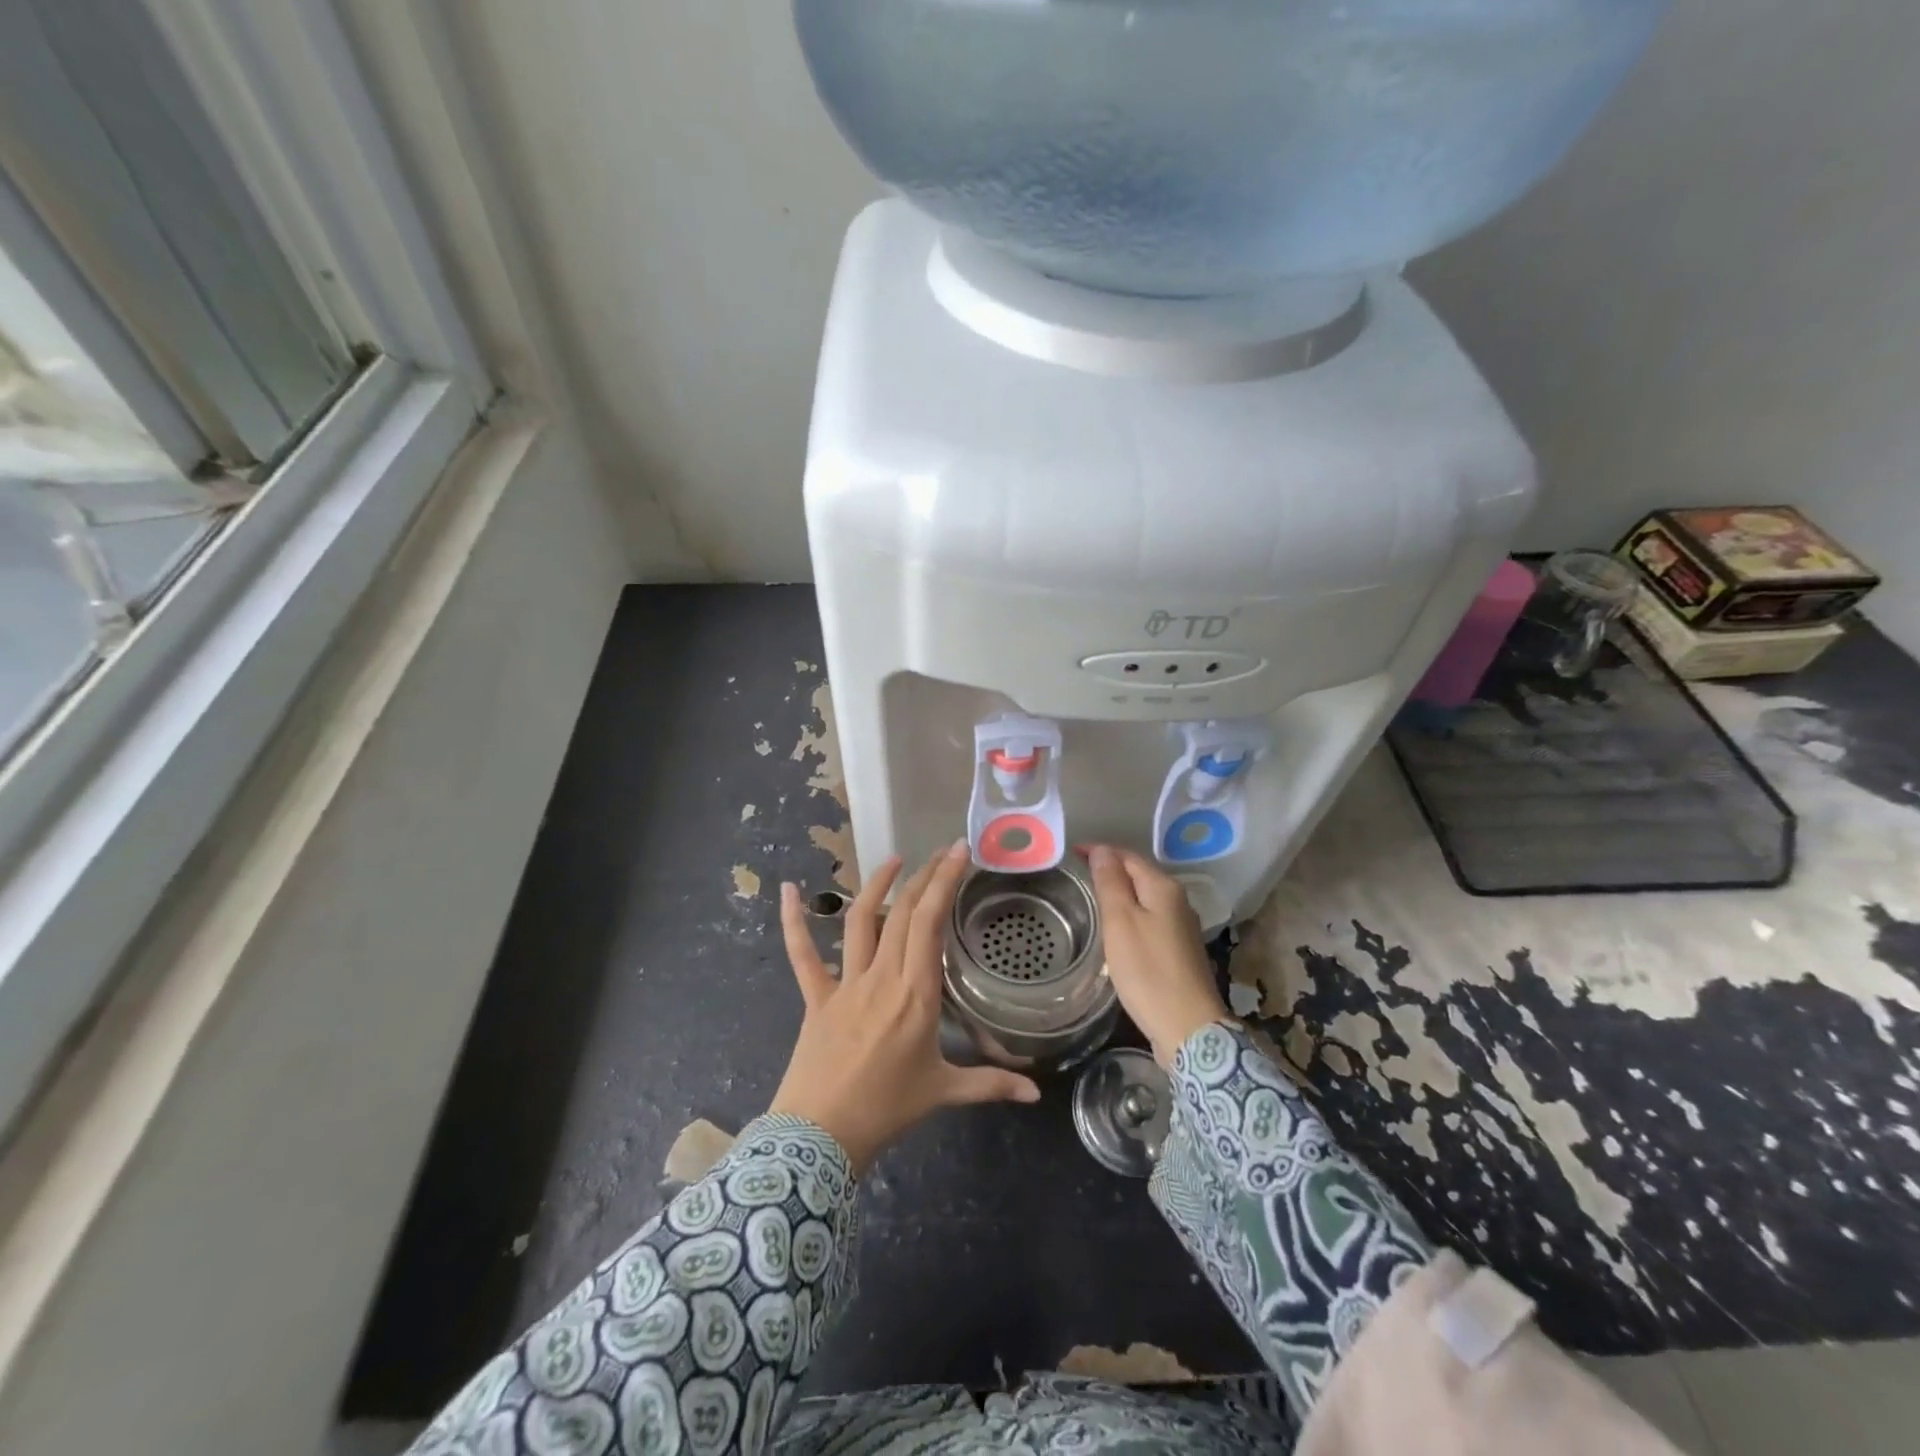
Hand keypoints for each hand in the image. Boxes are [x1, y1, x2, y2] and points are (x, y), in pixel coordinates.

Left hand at [770, 844, 1040, 1172]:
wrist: (821, 1137)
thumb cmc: (887, 1110)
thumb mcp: (944, 1093)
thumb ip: (991, 1085)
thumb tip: (1036, 1095)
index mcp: (917, 995)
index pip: (931, 924)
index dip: (945, 882)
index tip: (959, 851)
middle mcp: (882, 978)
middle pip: (903, 913)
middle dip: (924, 875)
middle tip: (942, 851)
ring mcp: (845, 983)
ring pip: (861, 921)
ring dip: (877, 885)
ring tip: (894, 860)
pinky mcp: (816, 996)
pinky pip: (802, 954)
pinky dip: (793, 921)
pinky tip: (788, 889)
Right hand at [1082, 844, 1230, 1067]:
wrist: (1188, 1027)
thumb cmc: (1148, 971)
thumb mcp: (1120, 922)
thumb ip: (1110, 883)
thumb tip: (1102, 850)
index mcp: (1163, 888)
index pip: (1127, 856)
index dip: (1100, 851)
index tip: (1072, 853)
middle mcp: (1178, 901)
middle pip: (1139, 874)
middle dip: (1110, 869)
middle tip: (1078, 873)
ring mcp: (1182, 926)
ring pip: (1145, 897)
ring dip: (1120, 892)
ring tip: (1092, 897)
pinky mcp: (1180, 950)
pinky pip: (1150, 918)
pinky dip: (1131, 914)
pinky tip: (1117, 928)